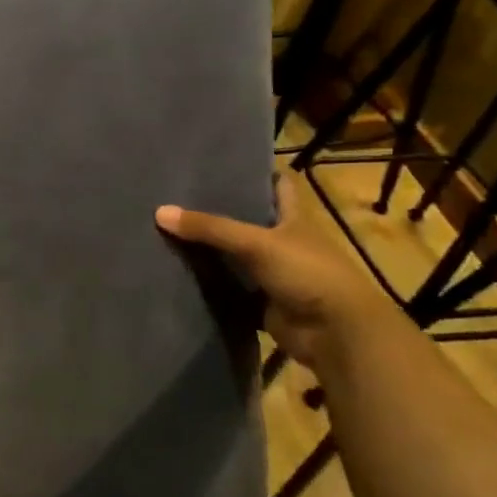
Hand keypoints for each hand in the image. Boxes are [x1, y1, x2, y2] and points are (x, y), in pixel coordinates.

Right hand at [155, 177, 400, 370]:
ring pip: (238, 257)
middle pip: (250, 220)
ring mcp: (276, 274)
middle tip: (180, 196)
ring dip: (213, 251)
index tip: (224, 162)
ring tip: (171, 231)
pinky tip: (181, 273)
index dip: (258, 172)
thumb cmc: (307, 272)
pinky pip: (233, 290)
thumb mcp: (256, 243)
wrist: (336, 334)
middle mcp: (285, 241)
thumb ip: (209, 228)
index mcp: (294, 218)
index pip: (279, 185)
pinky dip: (213, 286)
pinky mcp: (265, 303)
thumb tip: (159, 211)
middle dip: (221, 211)